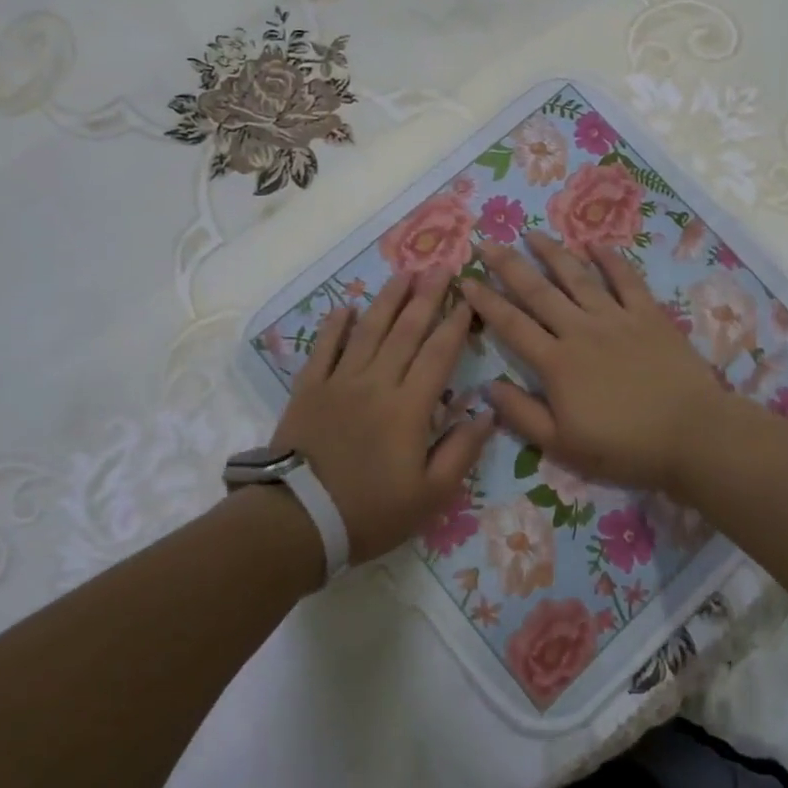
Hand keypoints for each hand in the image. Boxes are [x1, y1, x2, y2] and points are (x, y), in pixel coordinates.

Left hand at [271, 270, 495, 563]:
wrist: (298, 521)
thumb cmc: (370, 511)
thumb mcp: (430, 496)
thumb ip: (461, 451)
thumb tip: (488, 413)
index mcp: (409, 407)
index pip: (438, 354)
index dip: (456, 323)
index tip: (469, 297)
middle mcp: (377, 383)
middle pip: (406, 330)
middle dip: (426, 296)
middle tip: (441, 266)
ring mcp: (339, 382)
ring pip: (368, 330)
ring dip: (388, 299)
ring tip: (404, 273)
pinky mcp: (309, 389)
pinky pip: (324, 348)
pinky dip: (335, 326)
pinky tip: (345, 307)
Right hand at [460, 234, 734, 494]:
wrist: (691, 436)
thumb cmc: (624, 448)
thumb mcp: (563, 446)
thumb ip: (522, 414)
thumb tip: (487, 385)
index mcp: (556, 363)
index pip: (511, 325)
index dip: (486, 301)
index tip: (465, 280)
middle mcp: (580, 330)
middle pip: (538, 291)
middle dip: (509, 265)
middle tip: (487, 242)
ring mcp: (616, 317)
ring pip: (577, 276)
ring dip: (552, 253)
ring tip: (532, 234)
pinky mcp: (648, 314)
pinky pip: (626, 279)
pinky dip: (610, 259)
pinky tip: (595, 244)